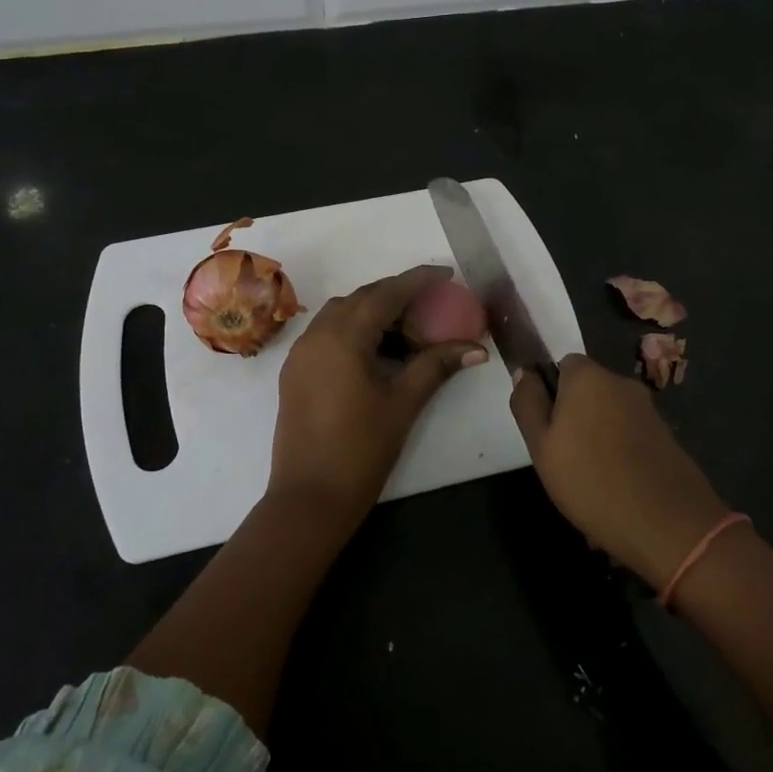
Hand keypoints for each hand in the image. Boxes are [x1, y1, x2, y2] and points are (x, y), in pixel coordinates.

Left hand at [268, 266, 486, 532]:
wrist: (309, 498)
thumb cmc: (361, 450)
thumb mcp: (403, 403)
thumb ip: (436, 367)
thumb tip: (476, 348)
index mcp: (343, 337)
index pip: (386, 294)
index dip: (417, 280)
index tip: (445, 273)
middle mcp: (317, 335)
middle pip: (361, 299)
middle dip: (396, 295)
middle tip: (431, 305)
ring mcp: (301, 354)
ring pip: (341, 315)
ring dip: (374, 313)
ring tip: (409, 332)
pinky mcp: (296, 373)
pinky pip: (327, 334)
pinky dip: (355, 331)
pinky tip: (379, 353)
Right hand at [510, 354, 729, 587]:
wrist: (667, 524)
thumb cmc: (590, 480)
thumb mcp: (541, 445)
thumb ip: (528, 403)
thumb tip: (525, 372)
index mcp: (589, 377)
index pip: (563, 365)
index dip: (550, 393)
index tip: (545, 429)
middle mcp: (622, 384)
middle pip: (588, 391)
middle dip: (574, 417)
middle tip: (562, 459)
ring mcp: (649, 411)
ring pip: (609, 416)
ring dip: (596, 438)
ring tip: (588, 481)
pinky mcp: (667, 438)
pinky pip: (630, 437)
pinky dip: (620, 454)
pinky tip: (615, 489)